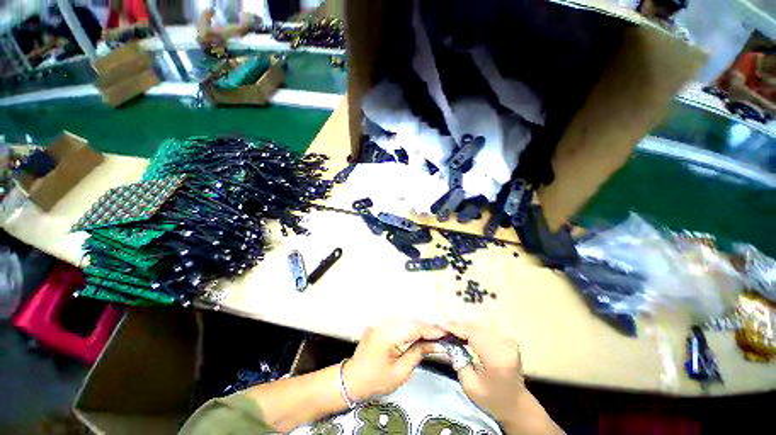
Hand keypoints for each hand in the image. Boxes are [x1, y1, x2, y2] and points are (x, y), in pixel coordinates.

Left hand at [344, 319, 446, 401]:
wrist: (352, 379)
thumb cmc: (376, 381)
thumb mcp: (400, 372)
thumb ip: (418, 353)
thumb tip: (436, 344)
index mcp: (387, 336)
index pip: (414, 328)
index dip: (431, 329)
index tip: (446, 332)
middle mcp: (383, 323)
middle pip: (410, 321)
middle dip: (427, 326)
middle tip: (443, 332)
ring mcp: (380, 322)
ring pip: (405, 319)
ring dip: (420, 325)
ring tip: (434, 332)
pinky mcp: (379, 323)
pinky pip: (398, 322)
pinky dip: (410, 326)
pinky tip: (419, 331)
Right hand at [446, 319, 525, 420]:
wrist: (516, 404)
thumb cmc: (492, 399)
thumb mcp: (470, 385)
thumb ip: (458, 361)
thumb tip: (448, 341)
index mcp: (496, 360)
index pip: (472, 335)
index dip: (455, 328)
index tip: (440, 326)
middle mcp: (504, 346)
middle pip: (475, 327)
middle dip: (458, 326)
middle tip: (443, 327)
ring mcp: (508, 341)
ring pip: (480, 325)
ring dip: (464, 326)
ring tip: (451, 329)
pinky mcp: (507, 339)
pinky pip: (485, 328)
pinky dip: (472, 328)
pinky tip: (464, 332)